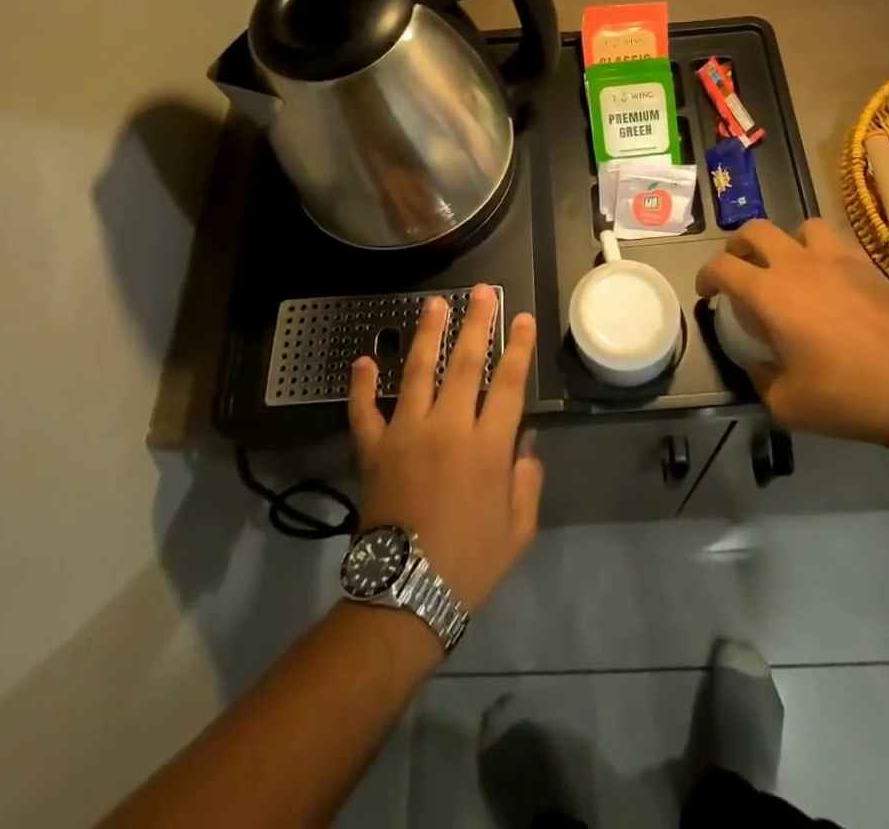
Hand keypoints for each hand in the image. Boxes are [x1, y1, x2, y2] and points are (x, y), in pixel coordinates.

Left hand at [348, 285, 542, 610]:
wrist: (404, 597)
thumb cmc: (469, 564)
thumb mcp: (517, 529)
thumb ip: (527, 480)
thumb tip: (526, 442)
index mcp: (487, 447)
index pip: (508, 383)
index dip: (517, 347)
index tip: (522, 318)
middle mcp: (447, 428)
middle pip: (464, 364)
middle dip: (476, 323)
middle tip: (482, 291)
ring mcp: (406, 435)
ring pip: (417, 373)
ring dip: (427, 335)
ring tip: (435, 304)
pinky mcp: (374, 450)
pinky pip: (364, 412)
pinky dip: (362, 386)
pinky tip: (363, 360)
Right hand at [696, 219, 888, 446]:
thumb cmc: (848, 396)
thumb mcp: (787, 405)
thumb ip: (760, 378)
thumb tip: (756, 364)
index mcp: (770, 293)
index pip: (723, 266)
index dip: (706, 275)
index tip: (708, 292)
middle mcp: (798, 264)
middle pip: (755, 230)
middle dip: (738, 245)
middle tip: (740, 267)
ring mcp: (837, 259)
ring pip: (801, 226)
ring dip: (787, 242)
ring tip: (790, 267)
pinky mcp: (868, 266)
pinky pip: (838, 244)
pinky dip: (824, 253)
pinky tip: (831, 280)